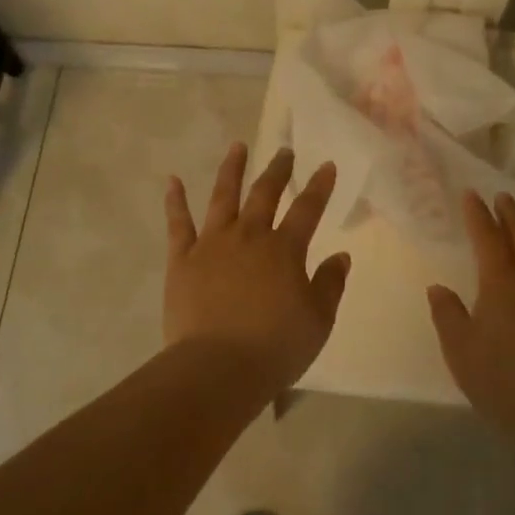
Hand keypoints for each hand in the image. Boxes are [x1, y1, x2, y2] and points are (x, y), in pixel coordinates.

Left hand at [164, 143, 349, 399]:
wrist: (217, 368)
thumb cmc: (275, 347)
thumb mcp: (318, 321)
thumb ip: (330, 285)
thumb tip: (341, 256)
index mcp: (284, 250)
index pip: (308, 209)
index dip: (319, 186)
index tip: (326, 165)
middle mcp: (248, 236)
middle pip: (265, 193)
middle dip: (277, 170)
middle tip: (284, 151)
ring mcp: (212, 244)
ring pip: (223, 196)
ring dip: (232, 169)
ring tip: (238, 147)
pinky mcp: (182, 259)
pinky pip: (178, 224)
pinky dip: (175, 200)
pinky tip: (173, 180)